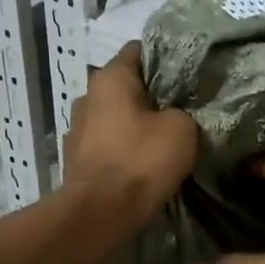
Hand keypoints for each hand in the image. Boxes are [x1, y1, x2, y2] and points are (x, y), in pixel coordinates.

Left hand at [63, 43, 197, 221]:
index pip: (139, 50)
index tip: (188, 74)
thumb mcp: (182, 128)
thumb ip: (183, 111)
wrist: (101, 213)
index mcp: (110, 78)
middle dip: (152, 95)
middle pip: (126, 87)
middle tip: (182, 108)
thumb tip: (176, 115)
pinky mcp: (77, 159)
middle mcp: (87, 96)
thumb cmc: (141, 160)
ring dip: (136, 125)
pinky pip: (108, 144)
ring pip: (116, 117)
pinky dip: (124, 149)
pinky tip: (142, 163)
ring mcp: (77, 129)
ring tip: (163, 139)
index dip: (166, 58)